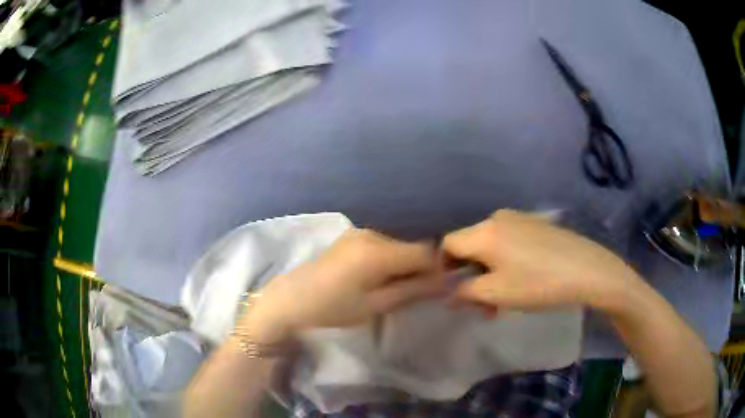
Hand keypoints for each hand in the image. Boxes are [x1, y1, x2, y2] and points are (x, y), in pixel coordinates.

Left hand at [242, 229, 445, 341]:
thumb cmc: (332, 308)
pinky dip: (390, 260)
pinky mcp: (353, 236)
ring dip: (404, 265)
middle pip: (412, 247)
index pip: (425, 252)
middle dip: (420, 269)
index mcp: (378, 251)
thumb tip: (444, 283)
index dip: (436, 270)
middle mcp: (372, 234)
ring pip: (399, 246)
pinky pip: (384, 245)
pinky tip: (377, 278)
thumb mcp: (375, 305)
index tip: (435, 289)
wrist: (292, 298)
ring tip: (393, 288)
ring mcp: (361, 232)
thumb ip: (412, 291)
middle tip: (414, 294)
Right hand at [443, 209, 636, 310]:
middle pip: (470, 245)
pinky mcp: (536, 224)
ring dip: (488, 273)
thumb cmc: (538, 283)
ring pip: (491, 245)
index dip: (444, 267)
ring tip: (500, 300)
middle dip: (469, 275)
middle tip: (479, 304)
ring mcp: (520, 219)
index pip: (448, 243)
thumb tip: (449, 295)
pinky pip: (509, 241)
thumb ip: (466, 292)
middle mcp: (498, 218)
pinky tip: (520, 280)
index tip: (452, 290)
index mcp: (484, 231)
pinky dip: (505, 262)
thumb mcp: (497, 293)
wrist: (586, 269)